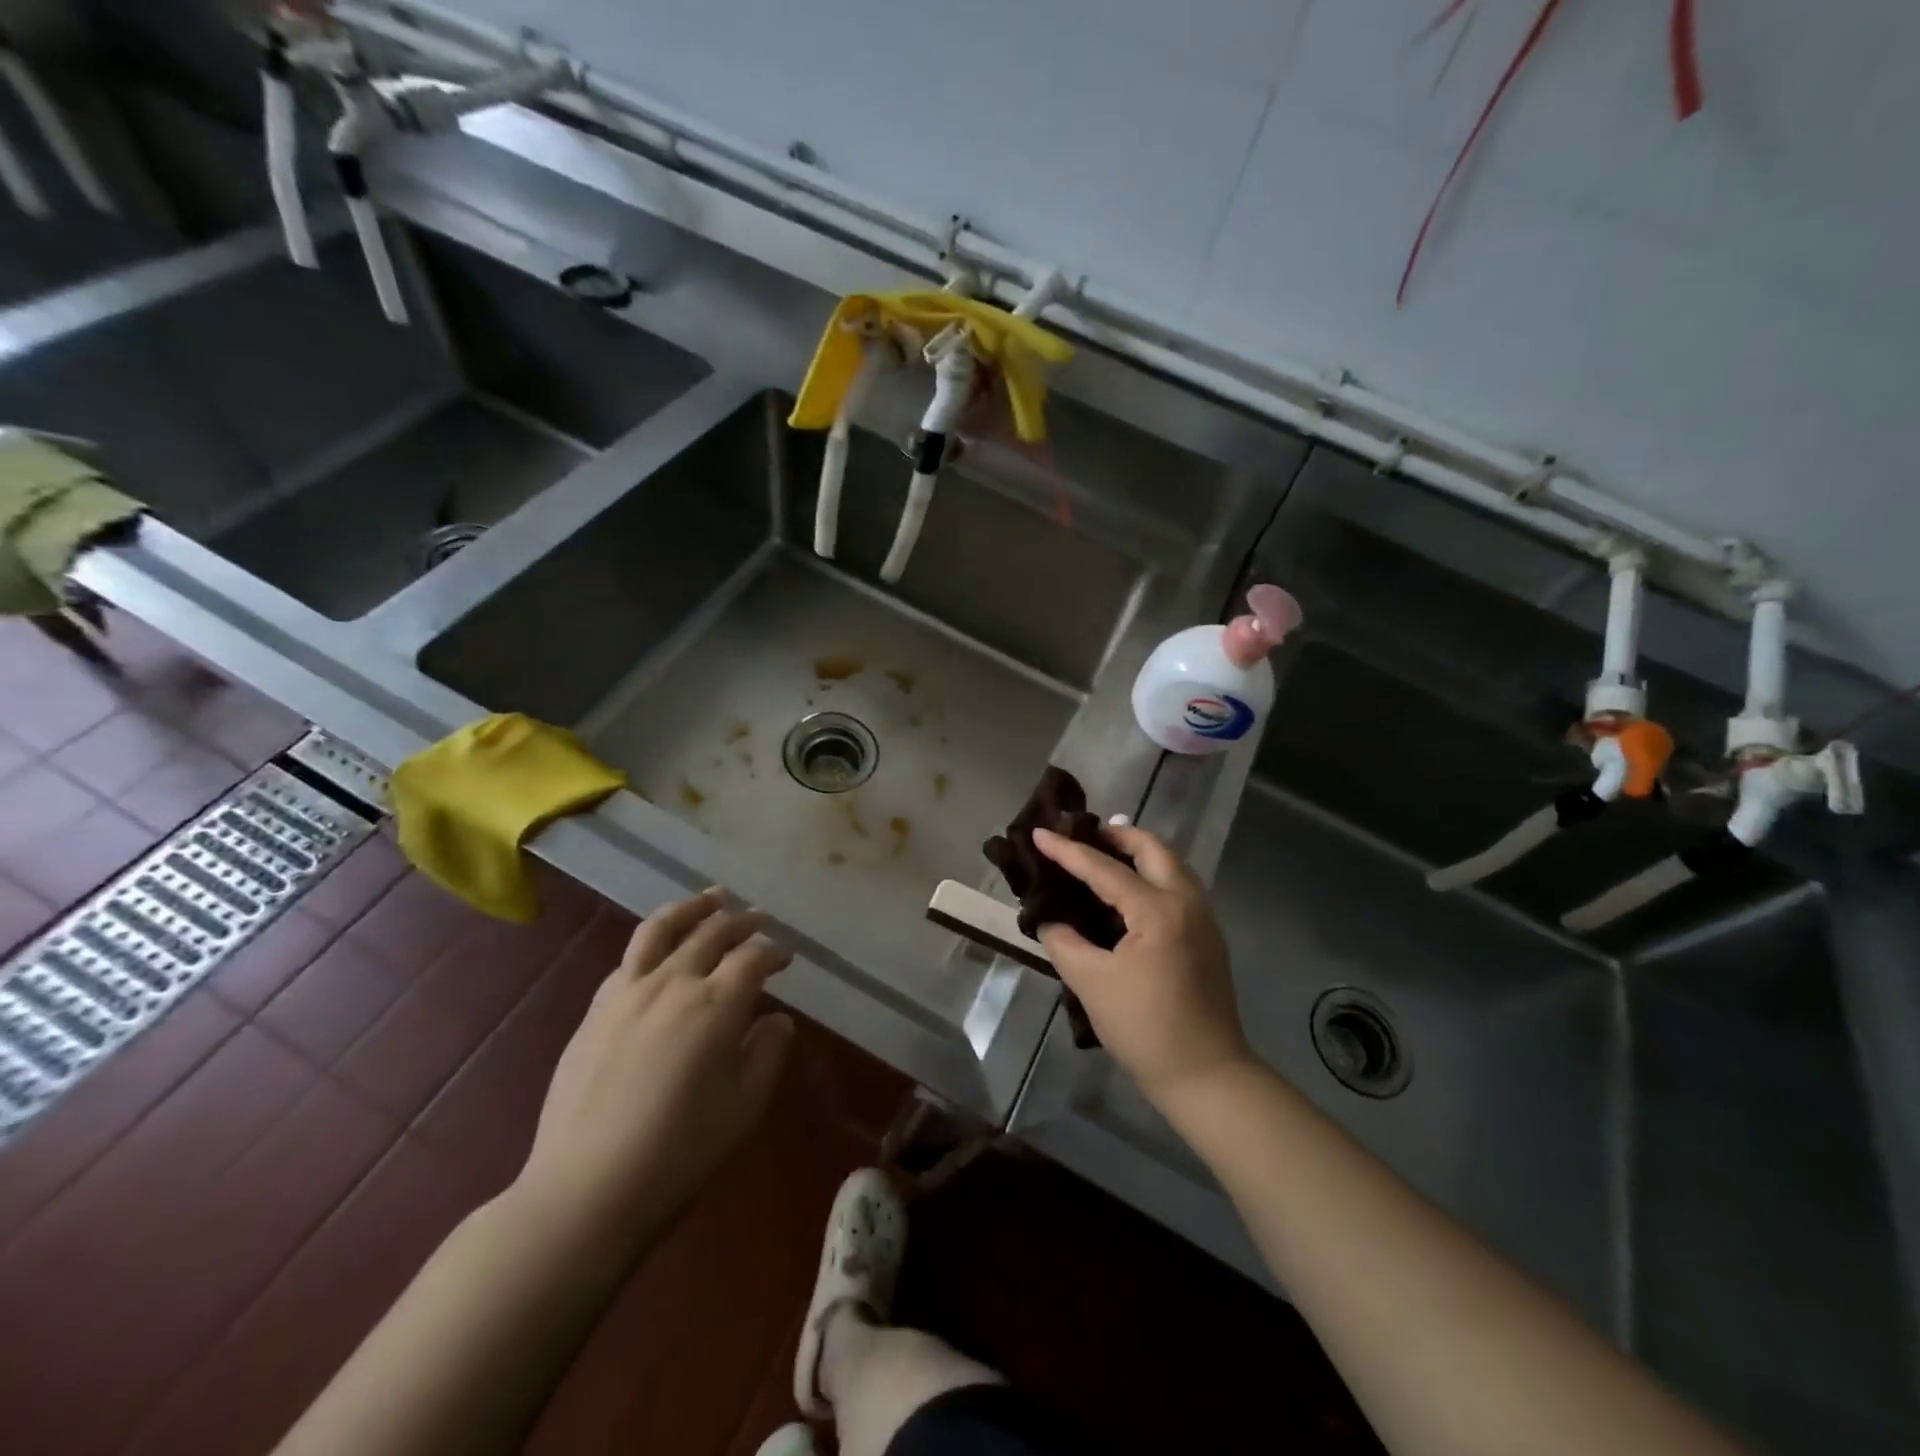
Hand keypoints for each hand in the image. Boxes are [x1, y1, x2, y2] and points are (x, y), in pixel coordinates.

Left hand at [514, 890, 795, 1248]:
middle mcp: (674, 983)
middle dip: (742, 920)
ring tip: (712, 898)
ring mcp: (628, 991)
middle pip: (713, 932)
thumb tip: (777, 1020)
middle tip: (759, 917)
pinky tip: (660, 949)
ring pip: (662, 928)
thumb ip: (767, 1053)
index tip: (787, 957)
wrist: (586, 1189)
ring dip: (693, 908)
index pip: (753, 957)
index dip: (775, 951)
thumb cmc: (680, 1151)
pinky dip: (654, 940)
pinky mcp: (596, 1009)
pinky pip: (629, 957)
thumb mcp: (744, 1107)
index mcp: (716, 1004)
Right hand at [1032, 825, 1251, 1102]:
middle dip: (1116, 836)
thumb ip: (1064, 942)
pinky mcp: (1208, 937)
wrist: (1207, 1076)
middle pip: (1153, 849)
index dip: (1067, 851)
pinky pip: (1178, 886)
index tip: (1039, 832)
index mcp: (1158, 910)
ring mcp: (1204, 918)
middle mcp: (1187, 902)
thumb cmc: (1145, 1028)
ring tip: (1104, 855)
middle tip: (1082, 834)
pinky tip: (1128, 892)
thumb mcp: (1091, 983)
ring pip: (1171, 865)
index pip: (1104, 869)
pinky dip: (1152, 874)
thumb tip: (1049, 919)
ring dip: (1138, 853)